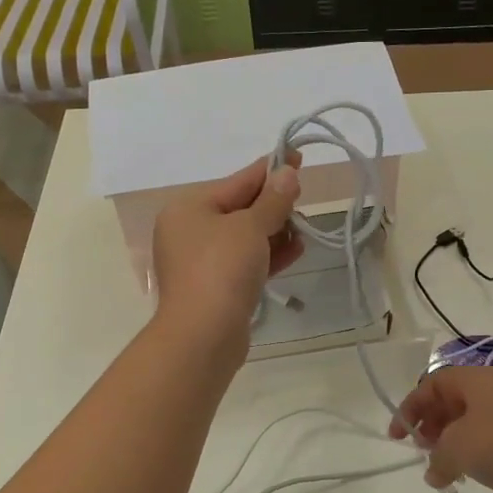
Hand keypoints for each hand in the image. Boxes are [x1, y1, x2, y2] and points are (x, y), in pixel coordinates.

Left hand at [151, 152, 303, 359]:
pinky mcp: (216, 288)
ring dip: (275, 231)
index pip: (237, 181)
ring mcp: (201, 262)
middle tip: (304, 198)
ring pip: (245, 237)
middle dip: (274, 205)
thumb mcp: (250, 227)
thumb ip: (272, 200)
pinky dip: (269, 255)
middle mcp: (189, 231)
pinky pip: (246, 262)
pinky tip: (296, 250)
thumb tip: (287, 173)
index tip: (297, 156)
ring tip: (303, 229)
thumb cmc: (222, 269)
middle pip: (240, 208)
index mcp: (188, 208)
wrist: (203, 336)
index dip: (270, 169)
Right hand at [389, 364, 492, 492]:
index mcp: (475, 379)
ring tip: (444, 468)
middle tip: (421, 450)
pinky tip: (472, 476)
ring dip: (452, 442)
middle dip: (432, 424)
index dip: (410, 407)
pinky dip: (476, 453)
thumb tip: (434, 472)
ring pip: (473, 421)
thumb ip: (437, 458)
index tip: (398, 436)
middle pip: (453, 400)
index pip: (432, 383)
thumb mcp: (457, 448)